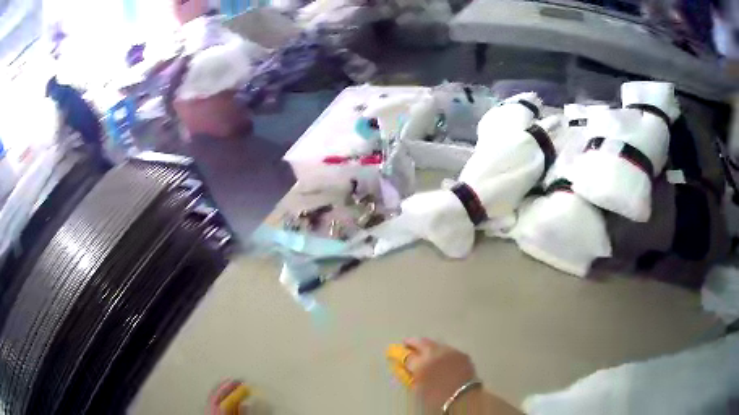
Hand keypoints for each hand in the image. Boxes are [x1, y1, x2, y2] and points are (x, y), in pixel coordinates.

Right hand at [403, 338, 477, 411]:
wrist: (463, 398)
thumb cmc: (436, 397)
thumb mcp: (418, 388)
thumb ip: (410, 376)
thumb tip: (406, 368)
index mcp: (421, 363)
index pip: (405, 355)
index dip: (399, 354)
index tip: (395, 353)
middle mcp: (435, 352)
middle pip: (421, 342)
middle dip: (413, 343)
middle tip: (408, 344)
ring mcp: (450, 351)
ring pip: (436, 344)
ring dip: (429, 347)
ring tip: (426, 353)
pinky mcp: (462, 354)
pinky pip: (448, 350)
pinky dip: (443, 353)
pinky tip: (443, 359)